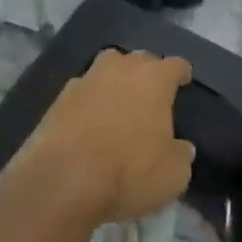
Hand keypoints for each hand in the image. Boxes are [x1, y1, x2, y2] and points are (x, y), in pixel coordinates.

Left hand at [6, 49, 195, 225]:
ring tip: (117, 102)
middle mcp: (121, 69)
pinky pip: (82, 92)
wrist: (61, 182)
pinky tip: (88, 122)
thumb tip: (180, 148)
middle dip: (147, 73)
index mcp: (154, 79)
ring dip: (114, 81)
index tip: (183, 82)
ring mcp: (86, 80)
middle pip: (140, 59)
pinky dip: (88, 102)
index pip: (176, 65)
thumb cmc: (128, 172)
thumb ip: (180, 154)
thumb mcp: (173, 175)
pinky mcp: (58, 99)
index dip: (181, 74)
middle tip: (149, 95)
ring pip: (107, 69)